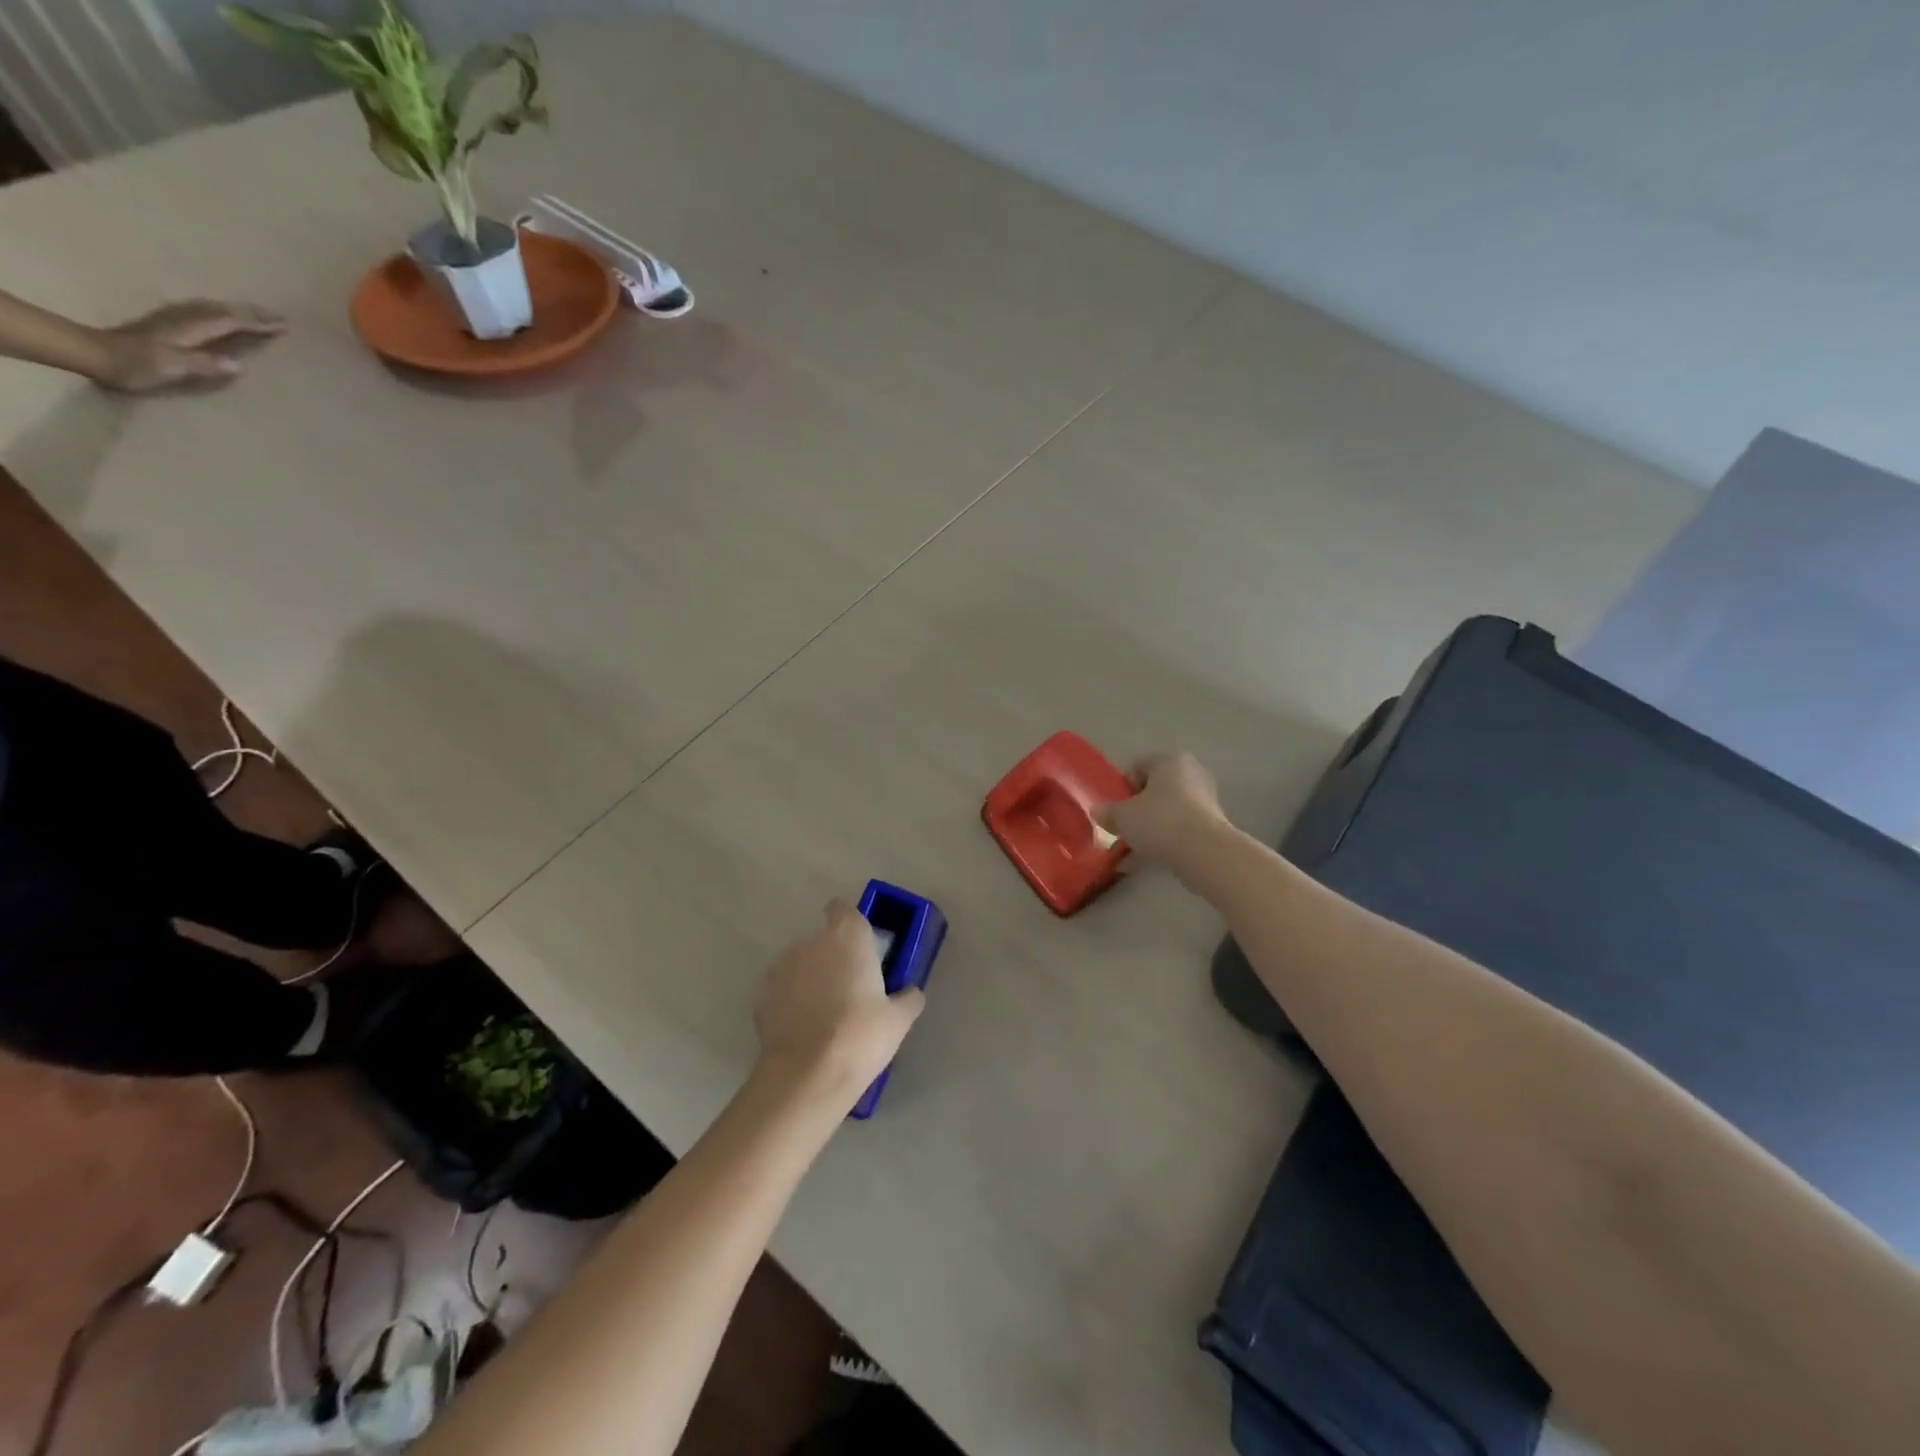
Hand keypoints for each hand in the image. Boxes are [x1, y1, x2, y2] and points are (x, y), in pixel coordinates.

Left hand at [94, 299, 285, 390]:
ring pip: (212, 310)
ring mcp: (173, 320)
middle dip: (252, 314)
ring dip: (236, 312)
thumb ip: (203, 364)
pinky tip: (222, 318)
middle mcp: (183, 319)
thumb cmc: (135, 364)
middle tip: (279, 317)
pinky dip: (219, 314)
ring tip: (257, 315)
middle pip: (222, 311)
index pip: (230, 322)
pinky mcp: (166, 326)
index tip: (284, 325)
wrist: (93, 354)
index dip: (258, 323)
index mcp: (190, 329)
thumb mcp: (171, 367)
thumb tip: (238, 365)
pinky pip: (202, 314)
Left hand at [754, 900, 924, 1106]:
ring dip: (809, 978)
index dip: (850, 924)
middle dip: (832, 957)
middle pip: (822, 939)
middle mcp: (811, 941)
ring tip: (823, 1014)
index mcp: (848, 936)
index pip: (843, 909)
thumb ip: (907, 998)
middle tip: (849, 989)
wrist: (807, 1074)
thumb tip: (912, 993)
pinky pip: (781, 989)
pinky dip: (789, 1000)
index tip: (860, 948)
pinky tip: (801, 1028)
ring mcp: (781, 966)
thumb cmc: (861, 1035)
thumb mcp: (898, 1020)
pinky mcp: (761, 994)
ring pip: (799, 963)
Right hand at [1093, 751, 1231, 877]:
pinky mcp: (1215, 824)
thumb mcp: (1122, 817)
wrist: (1203, 852)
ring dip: (1153, 827)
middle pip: (1156, 790)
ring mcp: (1206, 799)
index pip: (1138, 768)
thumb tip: (1097, 811)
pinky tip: (1151, 858)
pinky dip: (1167, 839)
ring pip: (1169, 811)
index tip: (1116, 811)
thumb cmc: (1159, 821)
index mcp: (1170, 760)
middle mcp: (1192, 772)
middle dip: (1140, 809)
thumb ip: (1107, 812)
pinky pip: (1182, 828)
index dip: (1123, 789)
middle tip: (1126, 828)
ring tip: (1135, 849)